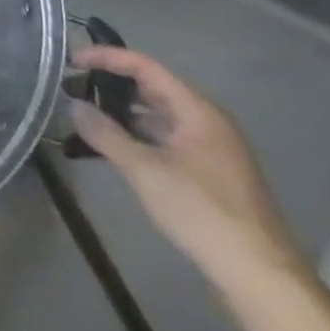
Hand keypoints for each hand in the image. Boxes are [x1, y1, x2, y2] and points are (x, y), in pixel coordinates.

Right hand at [72, 47, 312, 297]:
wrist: (258, 272)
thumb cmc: (201, 212)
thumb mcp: (144, 170)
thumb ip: (105, 133)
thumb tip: (73, 106)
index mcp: (198, 112)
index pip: (146, 68)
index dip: (107, 58)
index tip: (72, 61)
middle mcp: (208, 122)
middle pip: (154, 89)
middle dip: (112, 84)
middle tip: (72, 87)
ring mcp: (211, 149)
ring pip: (159, 116)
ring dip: (122, 112)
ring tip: (84, 116)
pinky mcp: (209, 172)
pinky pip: (166, 139)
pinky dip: (137, 135)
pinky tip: (112, 147)